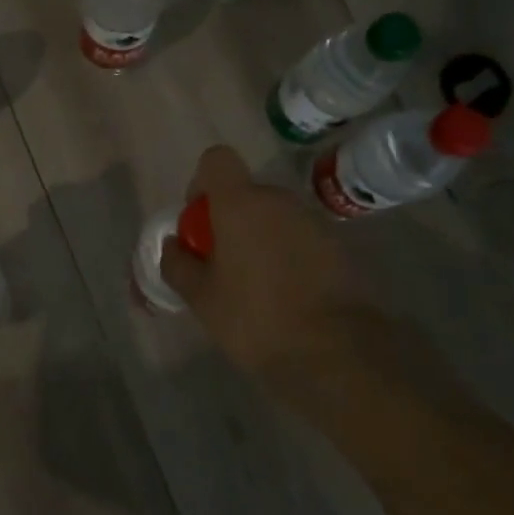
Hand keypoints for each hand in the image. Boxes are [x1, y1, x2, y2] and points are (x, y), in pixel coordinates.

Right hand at [159, 145, 389, 376]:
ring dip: (261, 238)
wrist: (335, 353)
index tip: (201, 221)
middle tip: (223, 264)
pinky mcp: (340, 246)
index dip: (202, 183)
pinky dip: (290, 256)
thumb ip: (178, 264)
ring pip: (275, 217)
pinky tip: (288, 295)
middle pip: (246, 194)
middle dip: (231, 220)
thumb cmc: (255, 318)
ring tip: (257, 285)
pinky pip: (301, 238)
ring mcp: (314, 222)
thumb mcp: (200, 297)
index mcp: (240, 204)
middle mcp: (279, 201)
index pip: (216, 160)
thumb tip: (173, 246)